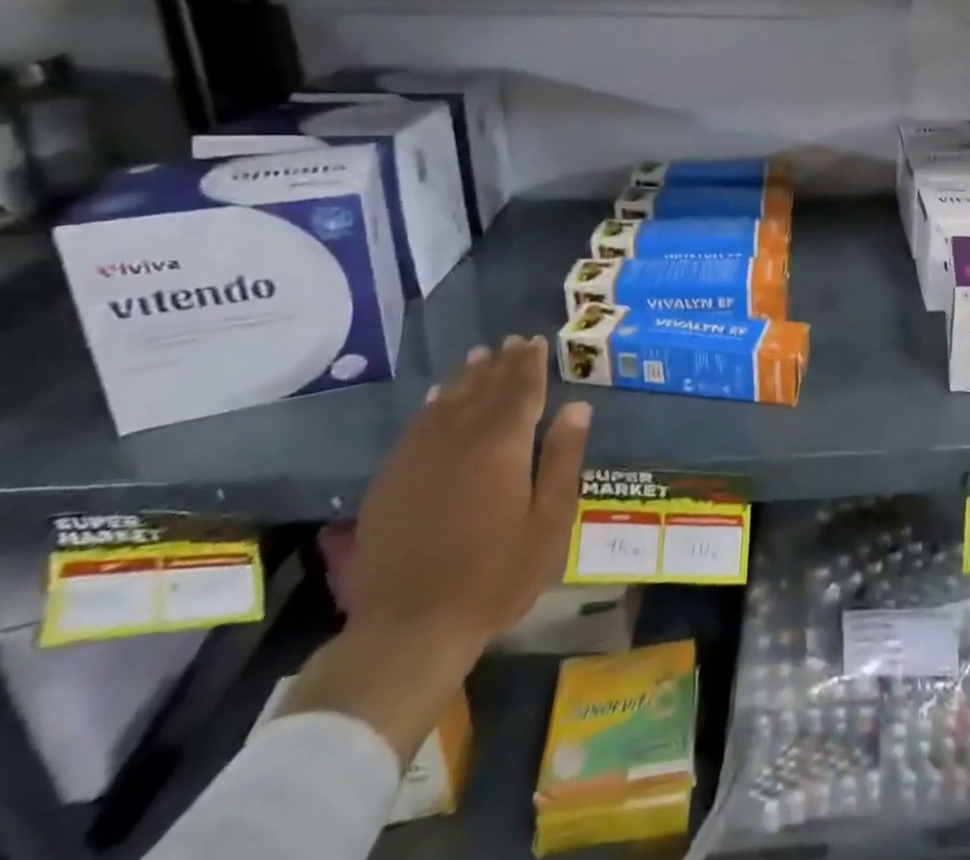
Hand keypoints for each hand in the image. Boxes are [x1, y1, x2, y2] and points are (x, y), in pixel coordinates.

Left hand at [351, 335, 590, 646]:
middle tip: (512, 341)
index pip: (521, 391)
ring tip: (480, 356)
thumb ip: (562, 459)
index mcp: (503, 445)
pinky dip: (432, 405)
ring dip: (467, 377)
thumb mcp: (548, 522)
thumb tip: (577, 407)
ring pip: (448, 401)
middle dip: (502, 363)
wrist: (410, 627)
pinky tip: (437, 397)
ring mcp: (420, 457)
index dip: (530, 364)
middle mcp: (460, 438)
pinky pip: (416, 426)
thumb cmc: (495, 576)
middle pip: (485, 389)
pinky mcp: (393, 478)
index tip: (536, 341)